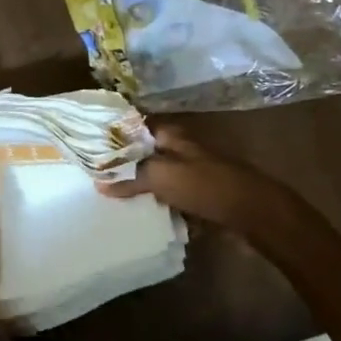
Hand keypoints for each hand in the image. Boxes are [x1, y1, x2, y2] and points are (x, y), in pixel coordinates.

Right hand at [96, 122, 272, 230]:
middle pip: (142, 153)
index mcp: (170, 134)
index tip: (86, 144)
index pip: (133, 125)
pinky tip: (137, 214)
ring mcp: (189, 173)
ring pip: (154, 177)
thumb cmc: (206, 185)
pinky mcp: (197, 196)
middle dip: (120, 164)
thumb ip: (129, 176)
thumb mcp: (161, 176)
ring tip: (108, 197)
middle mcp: (179, 149)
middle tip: (92, 176)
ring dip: (137, 187)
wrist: (254, 213)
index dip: (111, 133)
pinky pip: (168, 198)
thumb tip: (99, 182)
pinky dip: (155, 204)